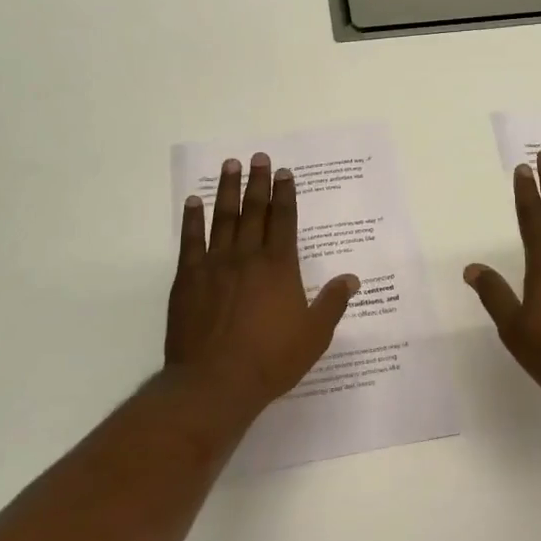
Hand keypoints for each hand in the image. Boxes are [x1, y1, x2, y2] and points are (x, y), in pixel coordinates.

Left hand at [165, 153, 358, 410]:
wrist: (215, 383)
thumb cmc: (270, 360)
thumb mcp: (314, 335)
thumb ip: (332, 303)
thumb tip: (352, 278)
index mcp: (279, 267)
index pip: (284, 220)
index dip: (286, 194)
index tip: (285, 173)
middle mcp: (248, 256)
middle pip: (254, 210)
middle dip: (258, 182)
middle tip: (259, 157)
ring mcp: (215, 264)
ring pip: (223, 218)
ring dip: (227, 190)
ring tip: (230, 165)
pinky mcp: (188, 278)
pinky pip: (190, 240)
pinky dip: (192, 219)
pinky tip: (193, 202)